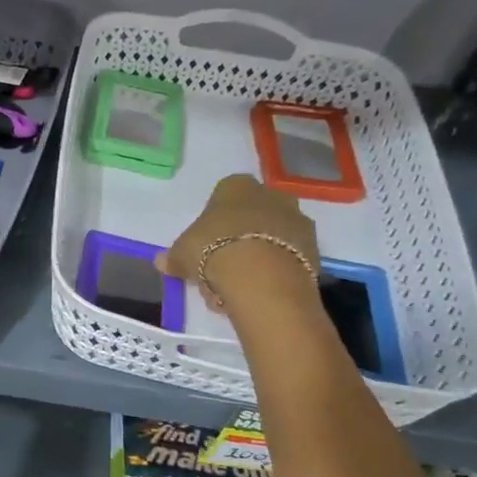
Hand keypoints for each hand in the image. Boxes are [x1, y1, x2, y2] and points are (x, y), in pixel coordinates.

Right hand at [159, 173, 318, 314]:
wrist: (261, 275)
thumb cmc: (213, 249)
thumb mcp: (182, 253)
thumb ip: (173, 256)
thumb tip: (161, 261)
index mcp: (236, 186)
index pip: (224, 195)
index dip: (215, 220)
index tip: (206, 243)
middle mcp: (270, 194)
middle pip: (252, 214)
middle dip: (240, 237)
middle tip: (222, 267)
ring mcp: (297, 219)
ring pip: (272, 237)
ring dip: (259, 255)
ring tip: (241, 285)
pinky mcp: (315, 248)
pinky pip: (289, 257)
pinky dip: (277, 271)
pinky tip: (261, 290)